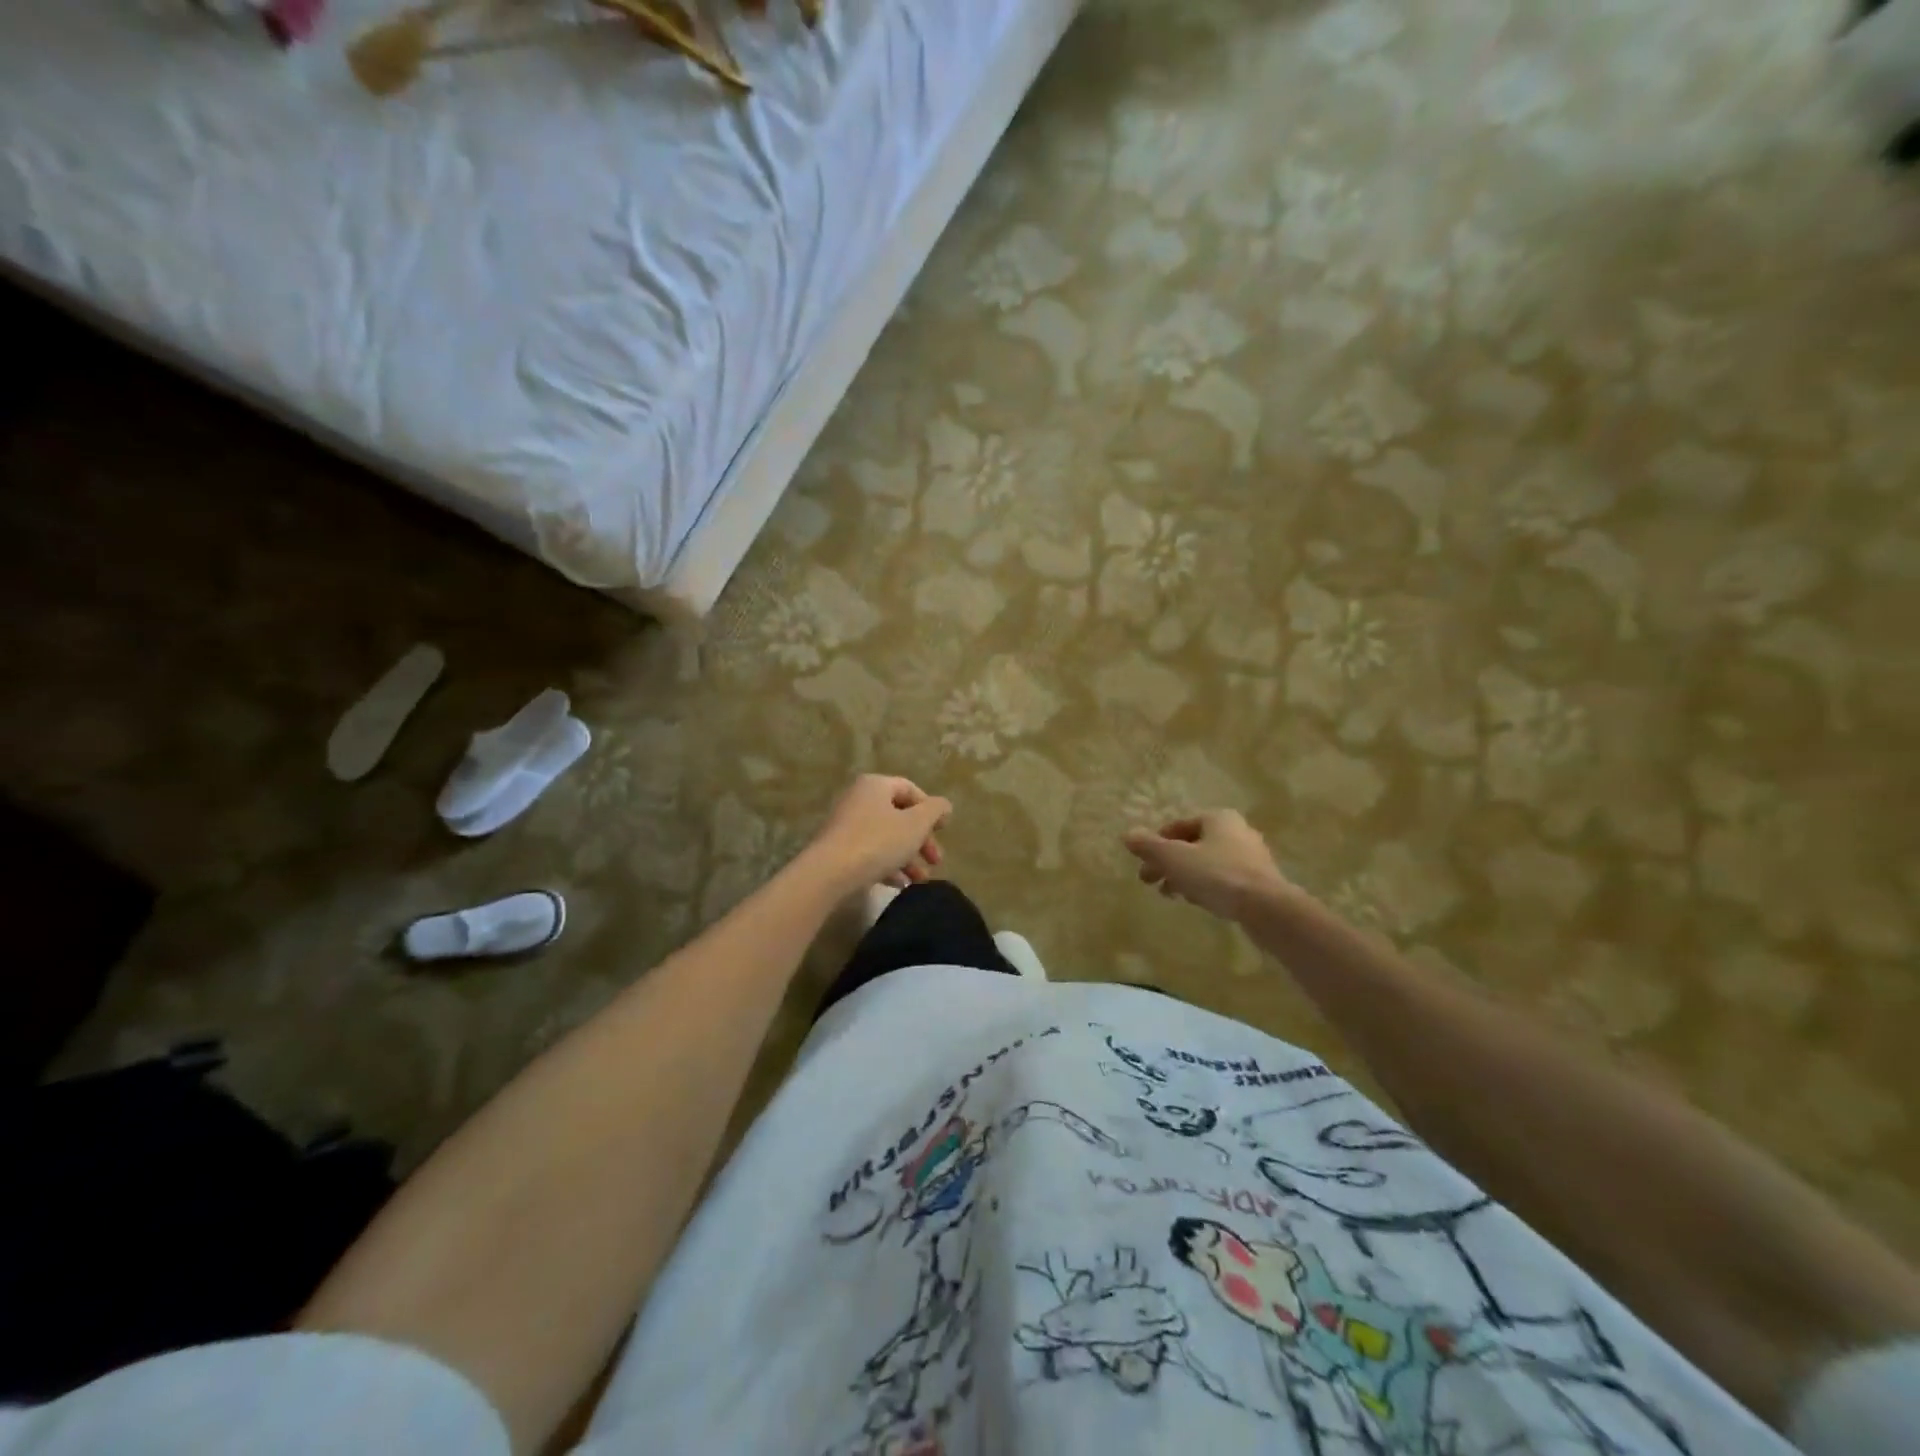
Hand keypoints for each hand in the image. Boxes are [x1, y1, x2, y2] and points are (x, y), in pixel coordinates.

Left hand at [807, 775, 951, 892]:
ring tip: (920, 880)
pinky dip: (887, 865)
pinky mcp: (838, 849)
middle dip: (921, 840)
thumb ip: (935, 811)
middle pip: (899, 816)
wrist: (828, 873)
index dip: (930, 809)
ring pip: (886, 837)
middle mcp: (858, 799)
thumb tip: (944, 805)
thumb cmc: (877, 842)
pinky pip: (869, 852)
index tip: (943, 831)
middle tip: (936, 861)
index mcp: (876, 786)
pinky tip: (900, 885)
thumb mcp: (915, 825)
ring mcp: (845, 825)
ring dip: (907, 857)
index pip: (910, 790)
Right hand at [1123, 810, 1288, 921]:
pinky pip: (1223, 878)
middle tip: (1150, 882)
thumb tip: (1126, 834)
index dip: (1156, 843)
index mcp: (1218, 818)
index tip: (1143, 863)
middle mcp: (1237, 831)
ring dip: (1185, 876)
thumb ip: (1149, 846)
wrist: (1267, 908)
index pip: (1178, 825)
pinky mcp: (1259, 881)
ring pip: (1207, 863)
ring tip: (1170, 895)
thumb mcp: (1174, 859)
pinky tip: (1196, 901)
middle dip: (1169, 862)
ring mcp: (1251, 857)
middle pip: (1192, 845)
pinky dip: (1205, 886)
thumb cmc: (1217, 875)